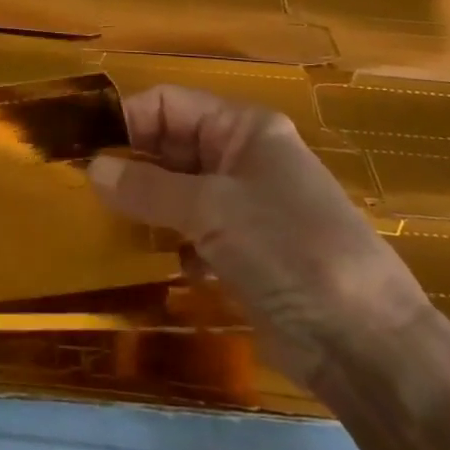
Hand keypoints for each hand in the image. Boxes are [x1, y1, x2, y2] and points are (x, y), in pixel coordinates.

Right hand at [88, 85, 431, 383]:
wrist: (367, 345)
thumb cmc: (290, 251)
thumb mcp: (213, 210)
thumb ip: (148, 187)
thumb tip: (92, 167)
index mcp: (243, 128)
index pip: (169, 104)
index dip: (127, 119)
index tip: (82, 148)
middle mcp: (242, 157)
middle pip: (171, 145)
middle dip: (131, 164)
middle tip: (83, 190)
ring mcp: (245, 205)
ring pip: (178, 189)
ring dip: (147, 205)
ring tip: (106, 225)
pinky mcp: (245, 250)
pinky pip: (193, 230)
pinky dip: (172, 240)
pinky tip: (155, 262)